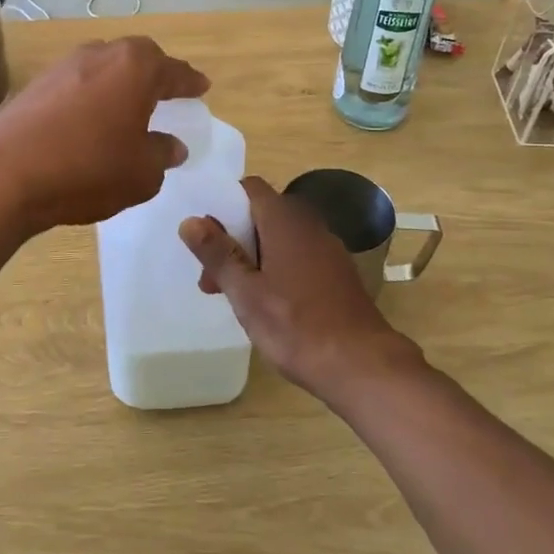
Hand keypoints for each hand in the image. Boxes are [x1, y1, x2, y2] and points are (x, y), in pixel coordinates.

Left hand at [0, 38, 208, 236]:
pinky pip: (78, 84)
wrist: (5, 173)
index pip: (174, 71)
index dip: (190, 82)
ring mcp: (64, 66)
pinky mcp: (36, 84)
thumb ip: (162, 154)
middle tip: (167, 93)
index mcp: (136, 67)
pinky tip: (91, 120)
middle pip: (137, 58)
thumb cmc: (88, 169)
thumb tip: (172, 145)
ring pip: (104, 67)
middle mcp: (100, 54)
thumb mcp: (141, 172)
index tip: (202, 88)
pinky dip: (92, 96)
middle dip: (154, 75)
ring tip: (129, 107)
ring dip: (120, 84)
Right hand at [180, 179, 422, 403]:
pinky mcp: (338, 275)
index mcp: (285, 221)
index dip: (223, 204)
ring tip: (235, 297)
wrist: (362, 365)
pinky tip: (269, 306)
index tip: (204, 236)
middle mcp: (309, 226)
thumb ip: (218, 254)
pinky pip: (299, 258)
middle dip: (233, 239)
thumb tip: (190, 221)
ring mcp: (328, 250)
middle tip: (212, 279)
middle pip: (262, 215)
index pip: (249, 188)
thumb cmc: (295, 326)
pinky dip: (277, 270)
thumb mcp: (245, 292)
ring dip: (253, 258)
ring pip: (280, 239)